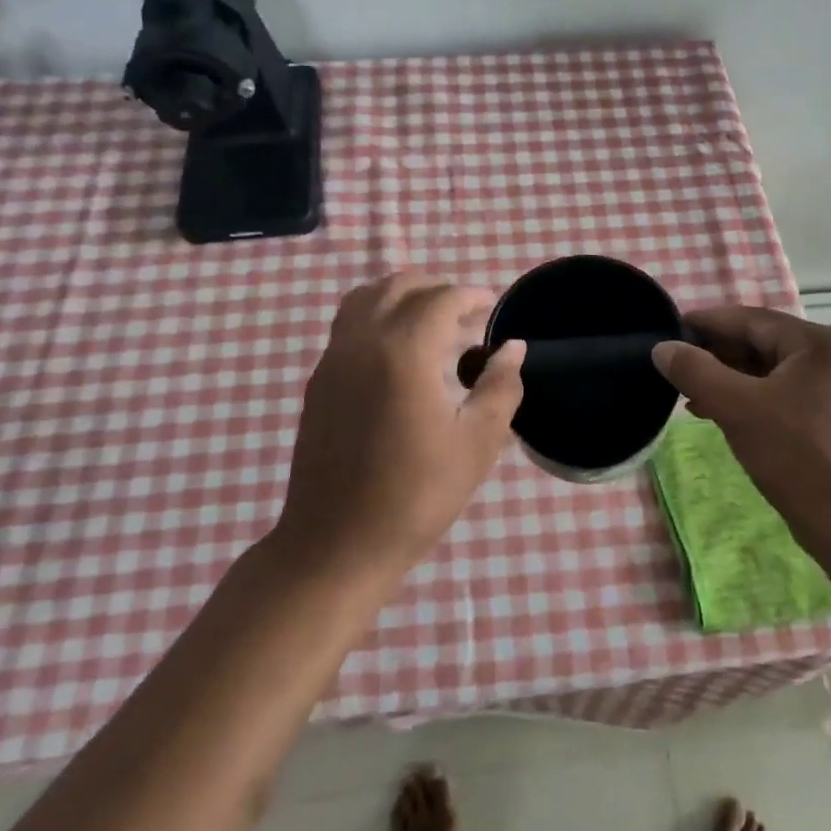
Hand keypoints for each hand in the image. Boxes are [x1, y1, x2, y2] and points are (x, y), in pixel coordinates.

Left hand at [278, 273, 525, 572]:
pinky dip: (378, 317)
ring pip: (366, 298)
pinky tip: (399, 355)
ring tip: (431, 324)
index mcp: (403, 351)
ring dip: (402, 297)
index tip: (492, 308)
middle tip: (466, 314)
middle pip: (399, 286)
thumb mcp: (477, 443)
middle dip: (436, 289)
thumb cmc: (416, 495)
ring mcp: (333, 359)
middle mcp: (362, 341)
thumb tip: (512, 348)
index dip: (471, 296)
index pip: (440, 298)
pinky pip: (349, 324)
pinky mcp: (319, 380)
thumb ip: (500, 386)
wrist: (336, 544)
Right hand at [651, 307, 830, 542]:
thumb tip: (662, 348)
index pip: (750, 320)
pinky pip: (780, 394)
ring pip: (768, 371)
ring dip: (728, 380)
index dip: (705, 324)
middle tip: (675, 368)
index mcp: (819, 342)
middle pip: (760, 343)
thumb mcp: (737, 408)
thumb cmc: (797, 457)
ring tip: (689, 395)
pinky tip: (717, 413)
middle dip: (715, 356)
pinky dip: (748, 399)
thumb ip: (696, 371)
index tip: (667, 331)